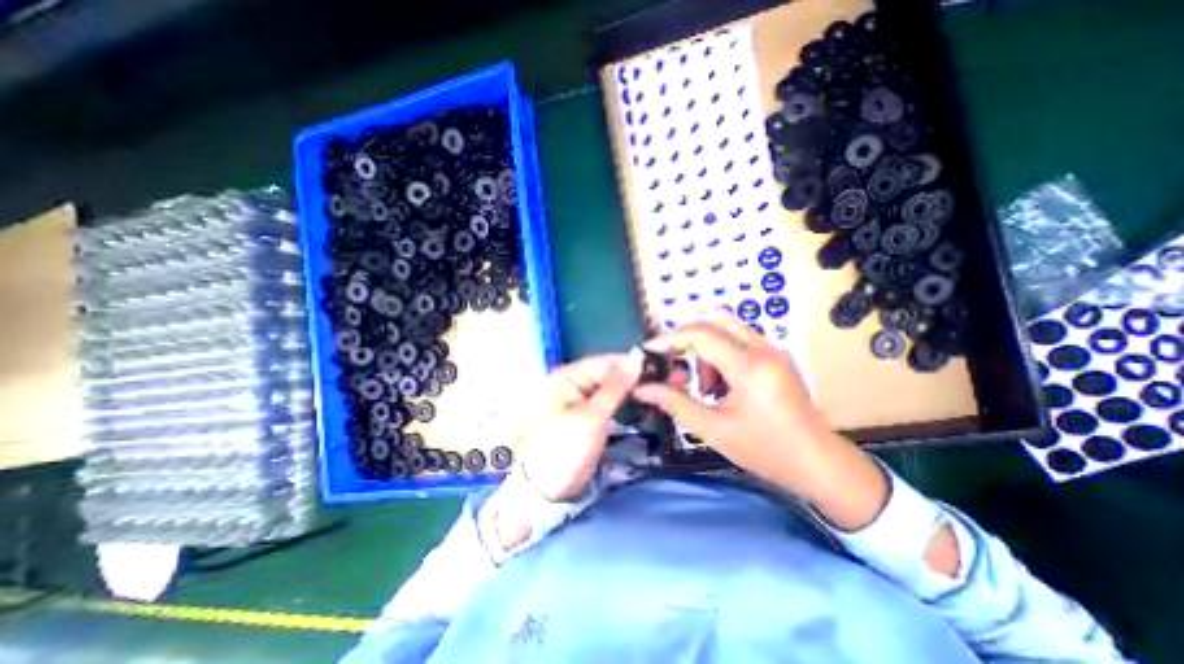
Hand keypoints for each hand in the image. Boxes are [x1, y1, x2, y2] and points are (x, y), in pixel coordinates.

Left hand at [521, 350, 643, 500]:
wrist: (551, 487)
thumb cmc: (567, 448)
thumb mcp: (592, 416)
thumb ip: (615, 387)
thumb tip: (636, 359)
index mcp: (566, 376)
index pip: (602, 361)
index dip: (628, 362)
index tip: (656, 364)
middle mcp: (573, 381)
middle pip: (607, 372)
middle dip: (631, 375)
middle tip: (661, 379)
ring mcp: (582, 397)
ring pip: (611, 385)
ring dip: (630, 388)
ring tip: (655, 389)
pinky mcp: (590, 412)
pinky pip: (610, 399)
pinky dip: (625, 400)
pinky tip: (641, 401)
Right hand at [634, 313, 881, 531]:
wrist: (818, 462)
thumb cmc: (765, 450)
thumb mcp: (713, 430)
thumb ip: (674, 404)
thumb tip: (642, 389)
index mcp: (748, 367)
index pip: (701, 334)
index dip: (669, 338)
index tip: (649, 350)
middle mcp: (762, 349)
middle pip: (714, 319)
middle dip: (686, 337)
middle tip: (670, 360)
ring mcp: (772, 350)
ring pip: (726, 328)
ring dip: (704, 347)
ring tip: (701, 385)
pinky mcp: (775, 356)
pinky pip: (739, 340)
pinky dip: (719, 353)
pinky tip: (719, 385)